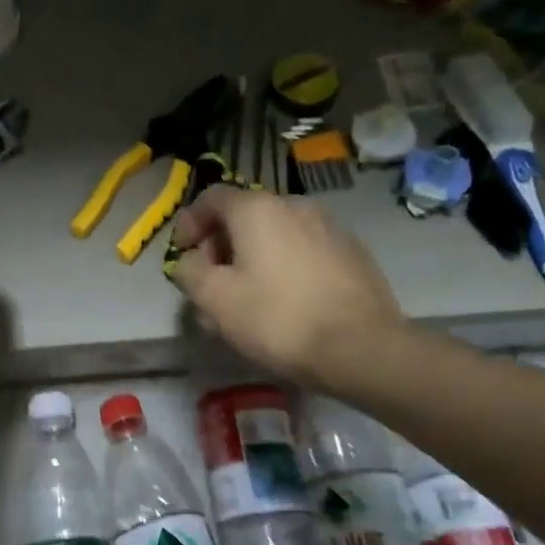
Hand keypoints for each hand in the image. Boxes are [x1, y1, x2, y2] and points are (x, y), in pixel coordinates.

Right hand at [170, 186, 404, 390]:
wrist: (361, 347)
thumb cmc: (277, 318)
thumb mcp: (214, 299)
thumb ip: (189, 272)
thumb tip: (189, 261)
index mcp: (258, 209)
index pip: (211, 197)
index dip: (189, 223)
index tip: (183, 255)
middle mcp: (295, 206)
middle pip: (245, 215)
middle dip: (221, 245)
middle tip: (211, 282)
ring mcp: (329, 227)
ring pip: (276, 235)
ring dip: (254, 257)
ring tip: (247, 297)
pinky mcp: (352, 253)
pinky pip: (304, 251)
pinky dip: (284, 266)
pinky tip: (285, 302)